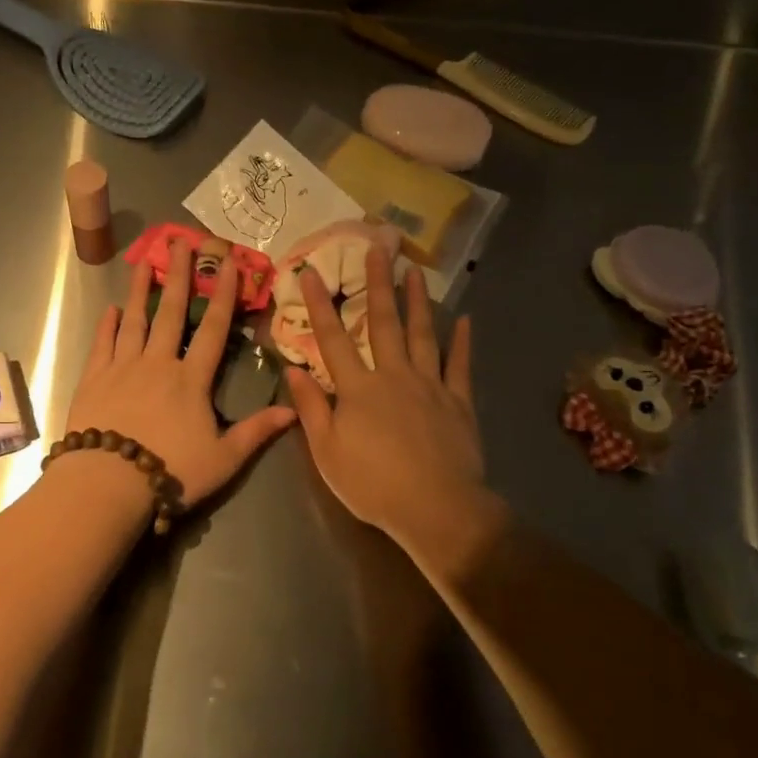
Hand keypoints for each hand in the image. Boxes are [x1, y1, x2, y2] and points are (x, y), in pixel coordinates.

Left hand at [65, 237, 296, 508]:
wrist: (107, 483)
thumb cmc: (170, 472)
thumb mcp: (223, 459)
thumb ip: (256, 432)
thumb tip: (294, 411)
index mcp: (190, 380)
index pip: (213, 329)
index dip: (224, 295)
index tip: (229, 264)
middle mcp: (157, 363)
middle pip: (172, 312)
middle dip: (180, 276)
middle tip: (182, 242)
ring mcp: (122, 367)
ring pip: (134, 320)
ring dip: (140, 290)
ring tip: (144, 263)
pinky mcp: (93, 379)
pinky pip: (102, 344)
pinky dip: (107, 325)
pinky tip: (111, 309)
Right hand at [286, 244, 499, 555]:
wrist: (436, 509)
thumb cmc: (373, 484)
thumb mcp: (327, 452)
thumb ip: (311, 409)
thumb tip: (293, 370)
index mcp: (358, 389)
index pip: (333, 339)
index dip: (320, 304)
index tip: (311, 270)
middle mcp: (393, 376)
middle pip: (383, 323)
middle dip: (377, 284)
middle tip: (377, 248)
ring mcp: (430, 385)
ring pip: (422, 334)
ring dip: (416, 301)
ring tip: (414, 270)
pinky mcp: (458, 402)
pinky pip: (460, 365)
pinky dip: (462, 341)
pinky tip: (464, 319)